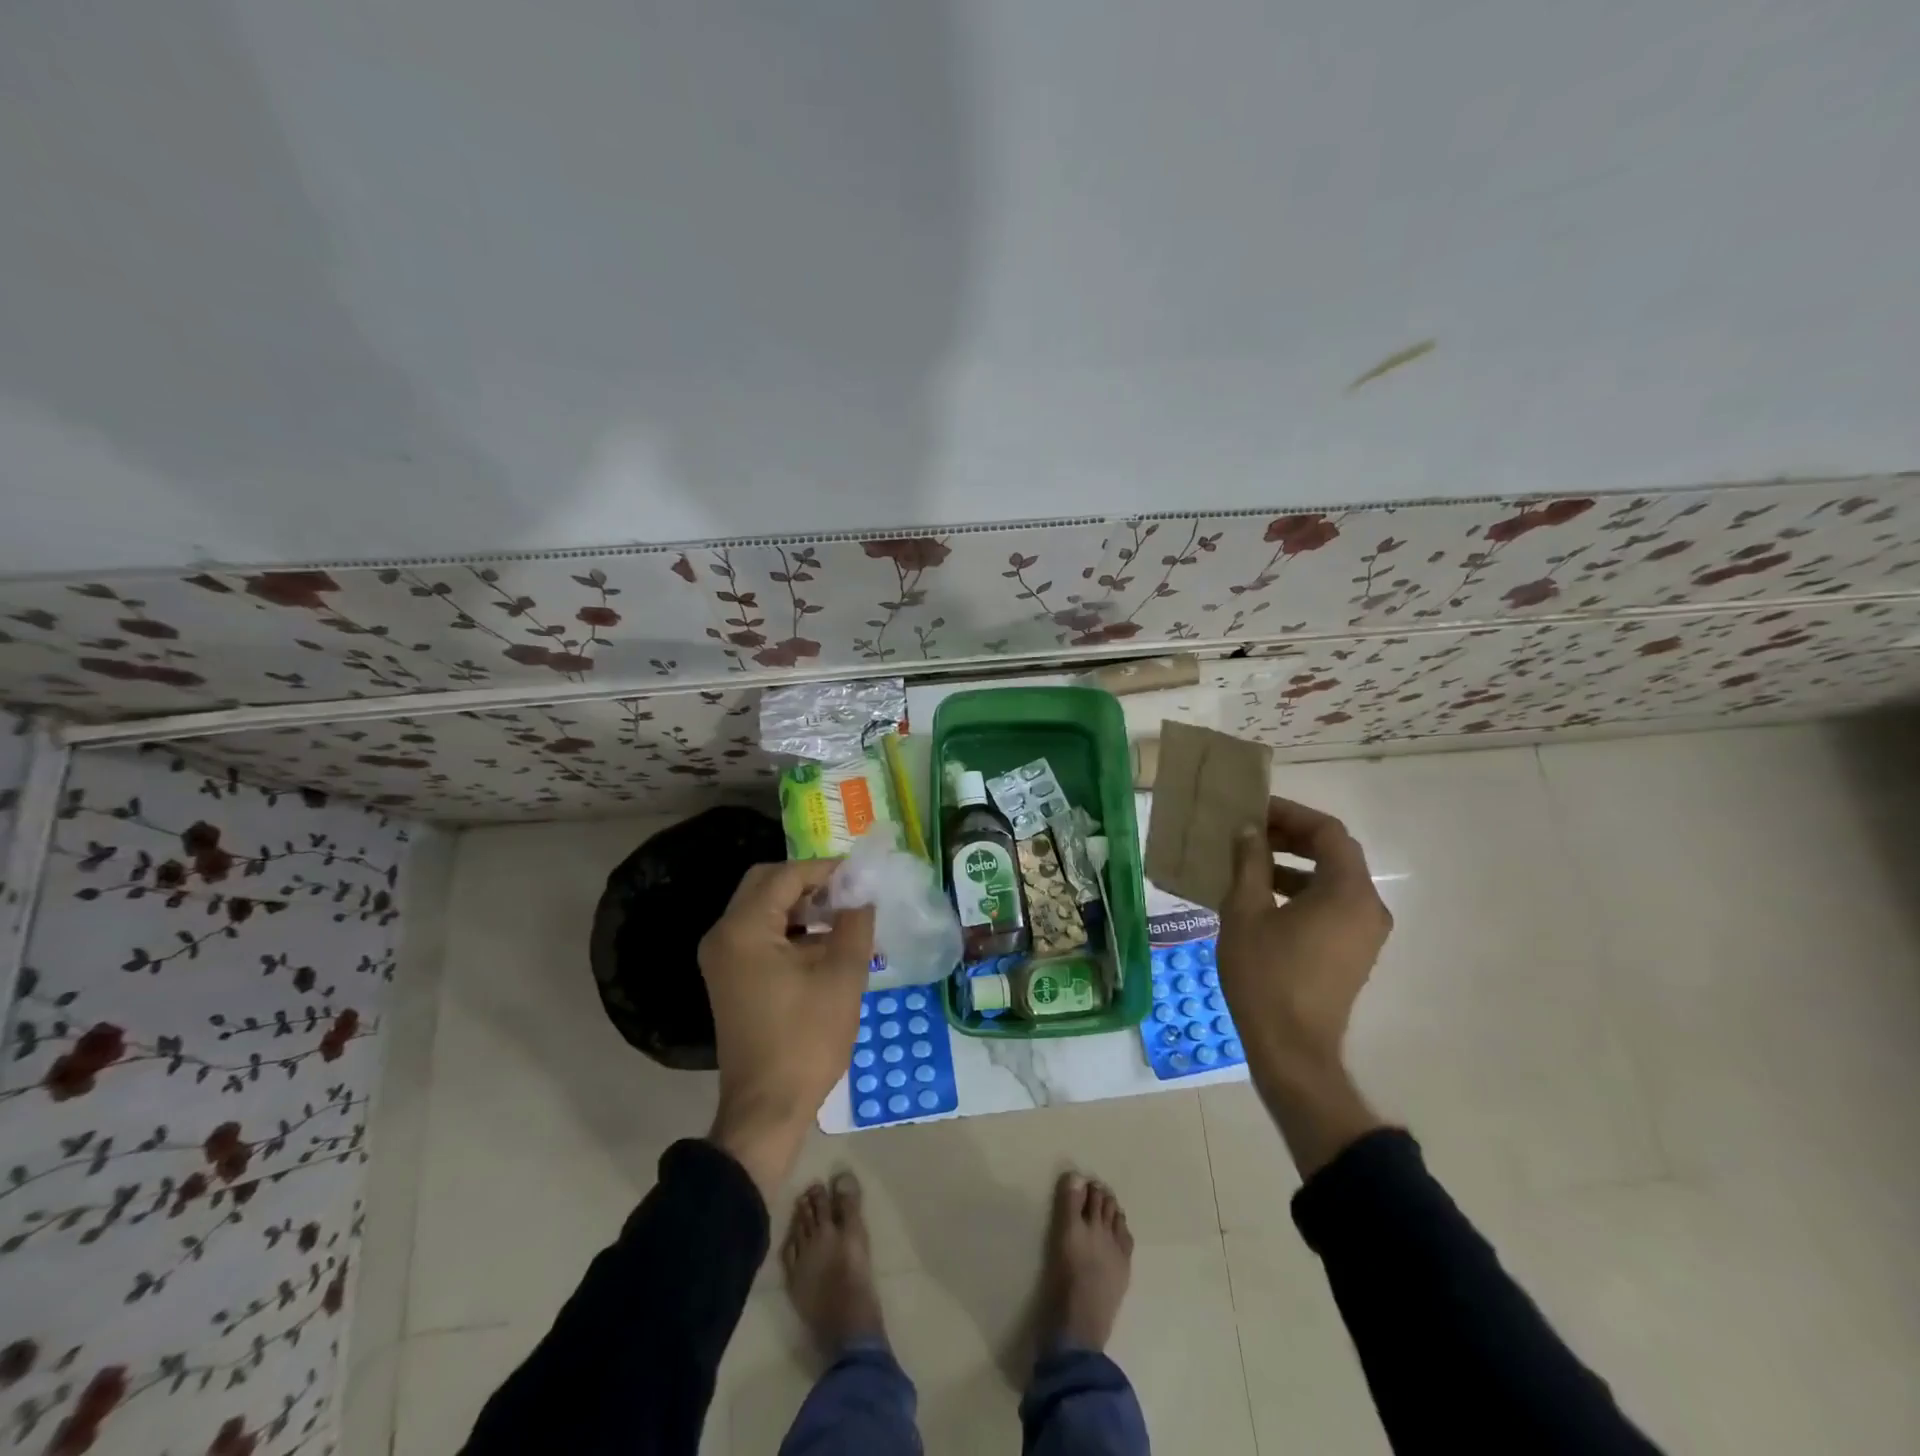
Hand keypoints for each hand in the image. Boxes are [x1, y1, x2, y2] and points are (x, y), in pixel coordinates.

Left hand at [698, 860, 874, 1199]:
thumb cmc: (806, 1040)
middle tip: (848, 893)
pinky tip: (824, 944)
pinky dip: (789, 929)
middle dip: (809, 882)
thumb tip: (862, 895)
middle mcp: (724, 935)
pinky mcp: (729, 978)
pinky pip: (758, 935)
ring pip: (762, 909)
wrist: (767, 1109)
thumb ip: (855, 924)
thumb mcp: (842, 976)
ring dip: (800, 906)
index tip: (861, 875)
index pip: (786, 875)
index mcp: (744, 929)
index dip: (825, 869)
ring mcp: (722, 958)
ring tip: (843, 917)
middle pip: (766, 885)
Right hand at [1217, 797, 1392, 1172]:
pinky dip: (1301, 891)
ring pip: (1332, 880)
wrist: (1292, 1050)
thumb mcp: (1245, 912)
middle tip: (1249, 831)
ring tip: (1249, 861)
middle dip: (1291, 836)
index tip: (1254, 810)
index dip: (1290, 814)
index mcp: (1348, 892)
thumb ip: (1249, 863)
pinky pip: (1331, 905)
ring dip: (1294, 864)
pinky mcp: (1354, 952)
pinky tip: (1262, 897)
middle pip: (1334, 853)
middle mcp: (1368, 907)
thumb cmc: (1266, 976)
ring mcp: (1365, 932)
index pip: (1327, 832)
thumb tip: (1248, 831)